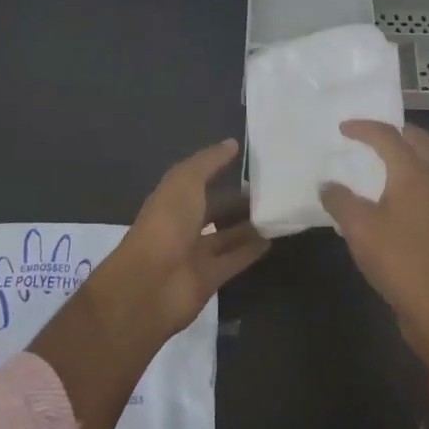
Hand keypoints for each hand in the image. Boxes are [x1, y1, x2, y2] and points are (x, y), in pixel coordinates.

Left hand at [96, 139, 270, 338]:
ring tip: (278, 212)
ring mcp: (195, 254)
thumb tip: (232, 143)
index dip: (221, 171)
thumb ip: (209, 162)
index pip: (201, 181)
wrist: (150, 284)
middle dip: (239, 201)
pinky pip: (234, 260)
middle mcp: (183, 225)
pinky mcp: (209, 279)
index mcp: (173, 199)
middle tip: (273, 190)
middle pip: (216, 210)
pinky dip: (251, 251)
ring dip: (249, 226)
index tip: (252, 163)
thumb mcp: (186, 181)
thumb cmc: (166, 223)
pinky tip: (272, 239)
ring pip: (227, 236)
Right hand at [320, 122, 428, 362]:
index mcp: (413, 172)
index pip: (388, 136)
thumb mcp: (359, 229)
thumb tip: (327, 185)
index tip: (342, 128)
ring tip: (384, 159)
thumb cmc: (399, 260)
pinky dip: (415, 173)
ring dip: (409, 151)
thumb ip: (339, 200)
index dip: (364, 128)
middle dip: (396, 131)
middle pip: (420, 140)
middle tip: (372, 134)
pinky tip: (397, 193)